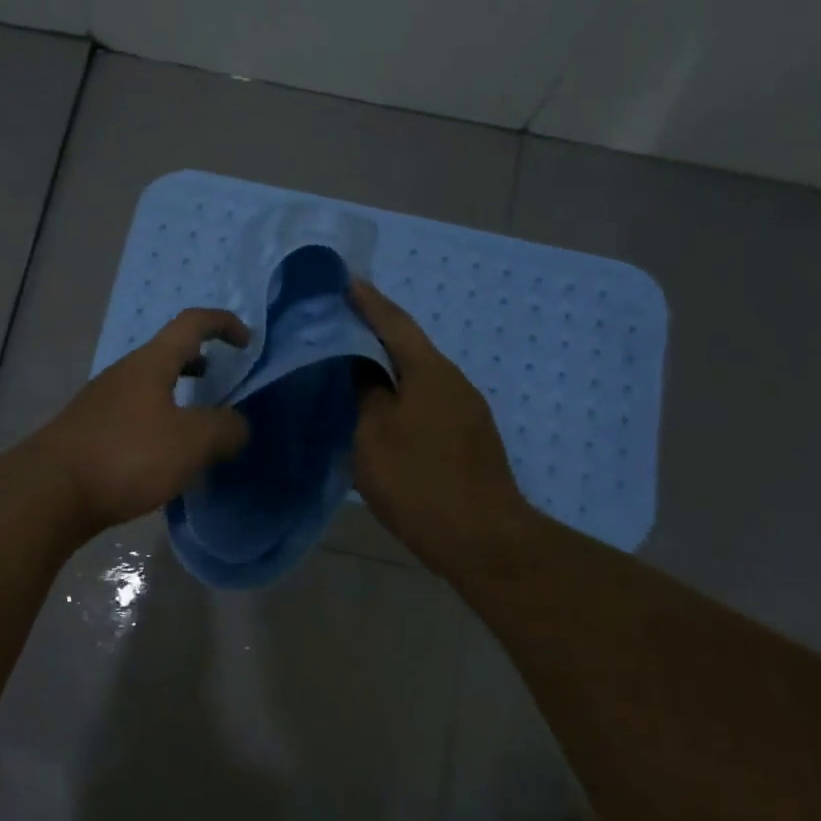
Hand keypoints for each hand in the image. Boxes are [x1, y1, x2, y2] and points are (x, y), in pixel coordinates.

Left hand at [30, 308, 252, 532]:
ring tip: (197, 425)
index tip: (247, 342)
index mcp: (151, 363)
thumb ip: (224, 429)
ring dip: (178, 396)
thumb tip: (238, 424)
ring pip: (149, 387)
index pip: (191, 324)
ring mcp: (101, 403)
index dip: (223, 324)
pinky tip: (163, 458)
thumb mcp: (191, 443)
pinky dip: (158, 422)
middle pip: (167, 354)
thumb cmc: (127, 456)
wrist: (50, 492)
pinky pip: (134, 415)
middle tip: (221, 382)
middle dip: (199, 361)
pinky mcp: (88, 432)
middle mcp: (123, 374)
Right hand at [348, 280, 532, 576]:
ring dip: (384, 364)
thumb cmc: (420, 483)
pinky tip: (377, 406)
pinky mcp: (467, 436)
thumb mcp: (374, 435)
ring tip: (348, 363)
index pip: (393, 322)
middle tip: (335, 322)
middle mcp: (452, 381)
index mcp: (429, 372)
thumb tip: (358, 366)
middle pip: (408, 345)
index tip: (342, 280)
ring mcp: (465, 409)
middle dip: (373, 330)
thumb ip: (364, 392)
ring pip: (416, 375)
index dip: (366, 301)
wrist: (484, 540)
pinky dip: (398, 392)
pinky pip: (425, 398)